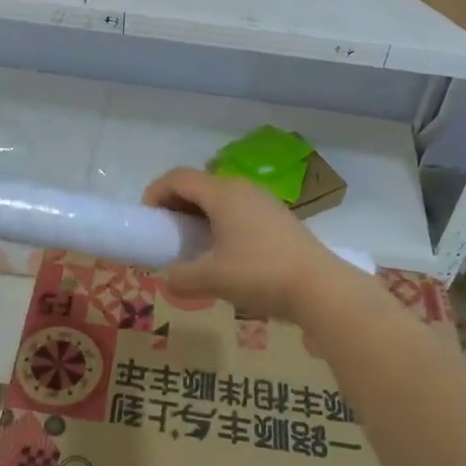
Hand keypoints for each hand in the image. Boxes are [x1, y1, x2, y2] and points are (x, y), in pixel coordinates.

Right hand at [141, 167, 351, 324]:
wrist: (320, 287)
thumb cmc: (259, 274)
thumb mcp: (212, 279)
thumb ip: (181, 278)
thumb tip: (169, 280)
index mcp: (222, 193)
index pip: (178, 177)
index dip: (155, 192)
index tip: (146, 218)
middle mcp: (242, 188)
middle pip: (199, 184)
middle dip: (176, 203)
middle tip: (166, 232)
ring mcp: (264, 201)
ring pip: (221, 197)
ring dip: (200, 214)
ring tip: (192, 244)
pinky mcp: (278, 218)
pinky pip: (239, 210)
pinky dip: (221, 222)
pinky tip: (224, 252)